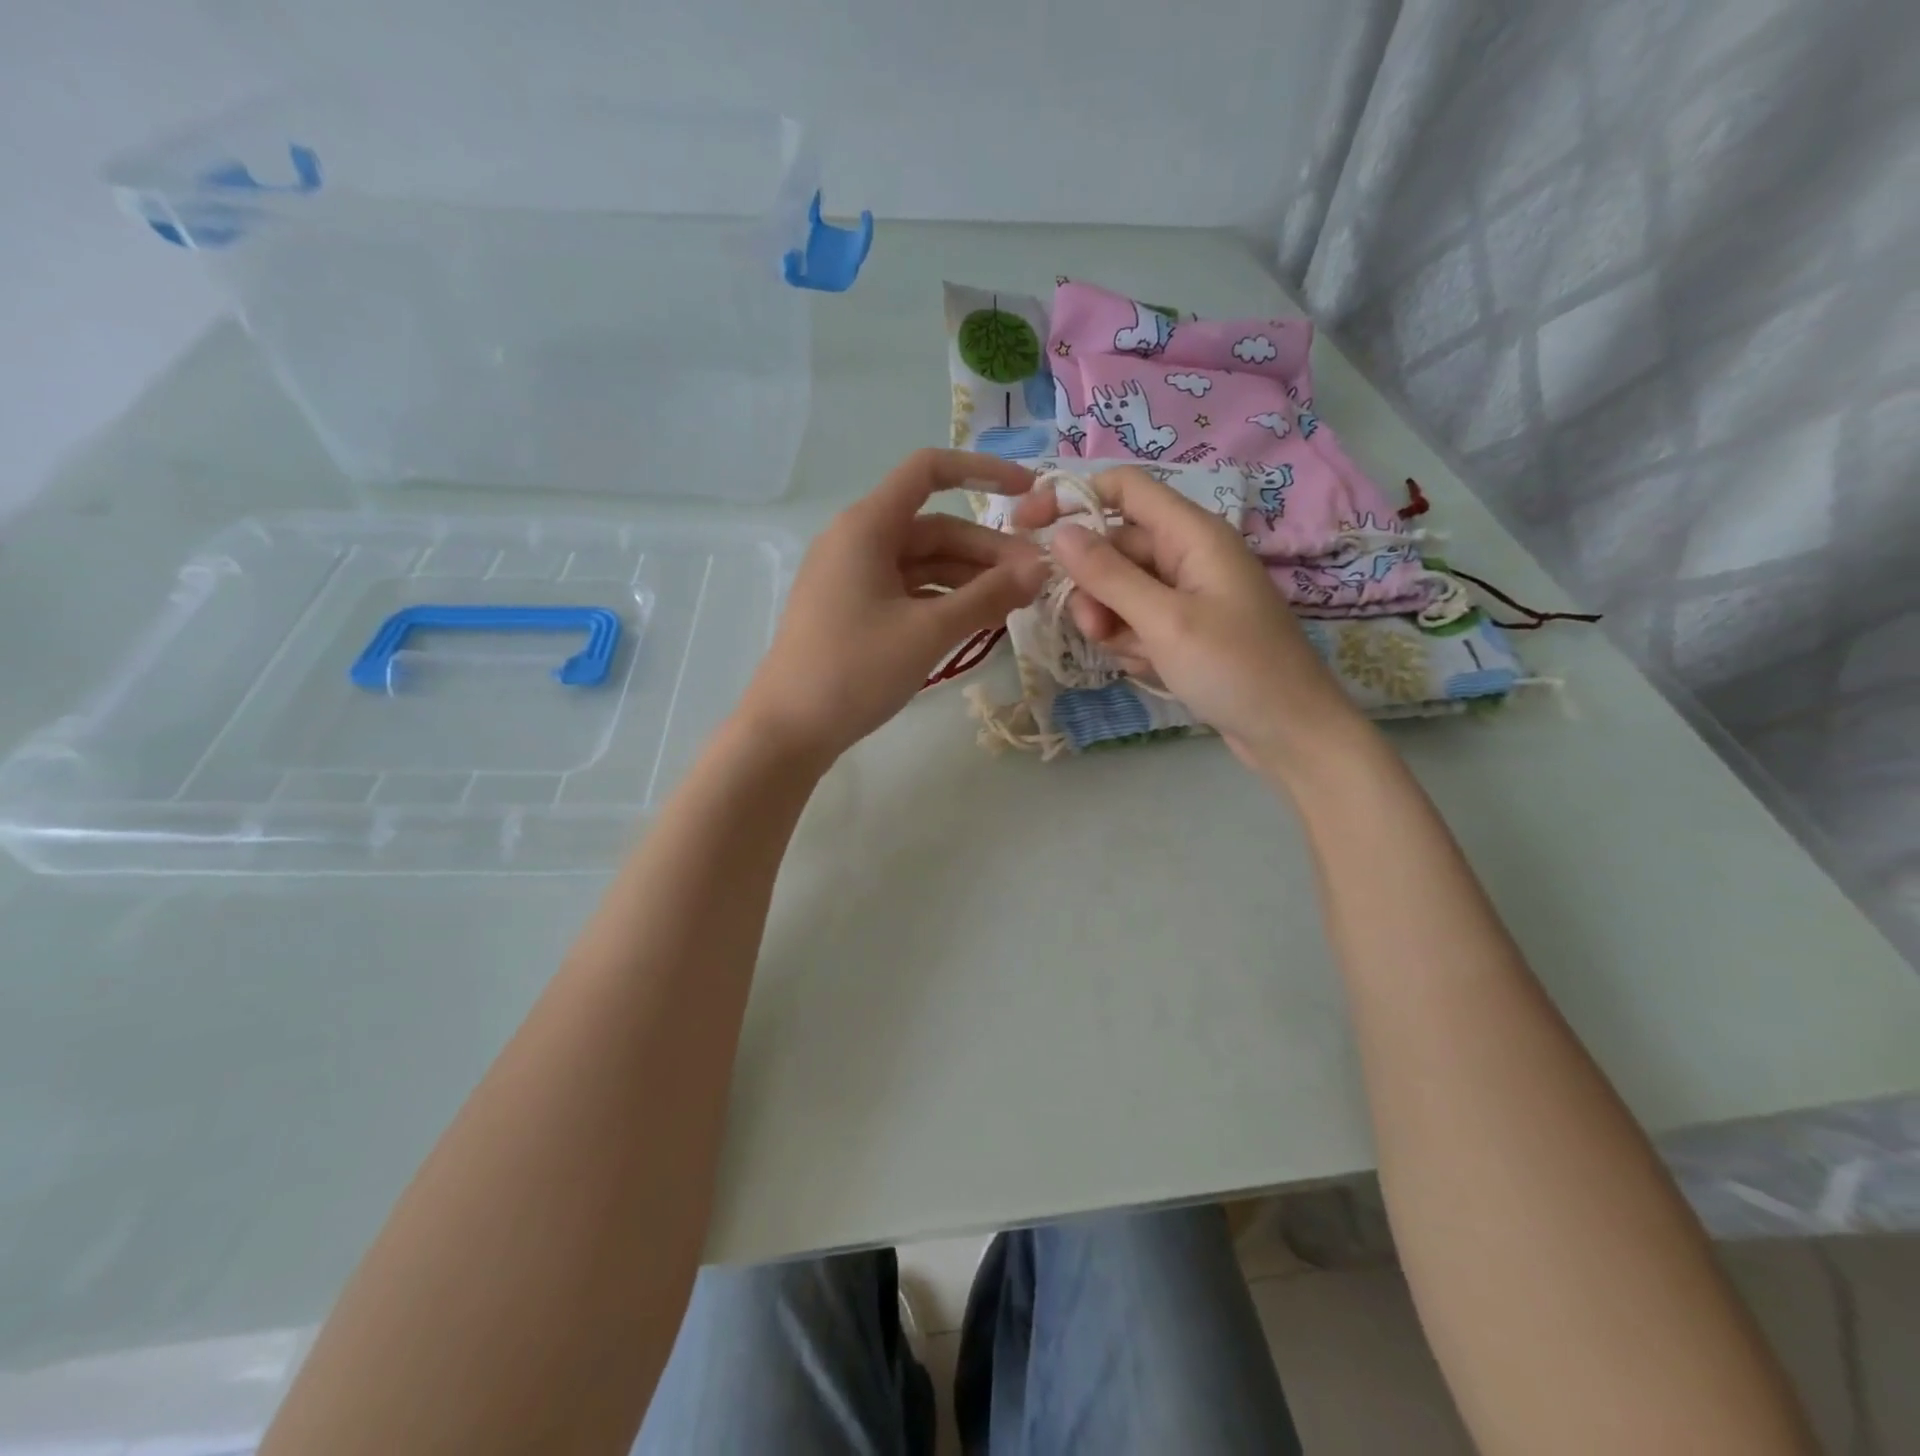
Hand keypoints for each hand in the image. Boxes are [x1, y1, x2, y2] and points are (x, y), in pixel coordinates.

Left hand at [736, 450, 1050, 765]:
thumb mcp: (928, 631)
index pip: (928, 471)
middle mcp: (857, 541)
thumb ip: (987, 596)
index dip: (983, 472)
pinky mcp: (853, 610)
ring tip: (1016, 604)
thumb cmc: (855, 671)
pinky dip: (944, 600)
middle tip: (1036, 580)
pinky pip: (908, 591)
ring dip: (970, 579)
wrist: (788, 730)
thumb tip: (1040, 569)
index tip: (1029, 494)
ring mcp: (853, 578)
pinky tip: (978, 621)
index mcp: (866, 527)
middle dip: (987, 550)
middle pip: (934, 528)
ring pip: (924, 564)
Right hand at [1011, 466, 1362, 772]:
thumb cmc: (1235, 669)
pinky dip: (1132, 645)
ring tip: (1132, 657)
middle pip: (1114, 548)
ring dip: (1111, 623)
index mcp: (1193, 534)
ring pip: (1119, 591)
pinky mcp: (1183, 630)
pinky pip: (1136, 622)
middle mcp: (1188, 555)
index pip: (1123, 488)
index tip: (1025, 525)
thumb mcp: (1165, 621)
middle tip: (1094, 631)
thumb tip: (1060, 532)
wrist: (1290, 733)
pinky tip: (1151, 670)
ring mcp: (1186, 595)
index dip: (1072, 497)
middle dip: (1093, 588)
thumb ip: (1109, 575)